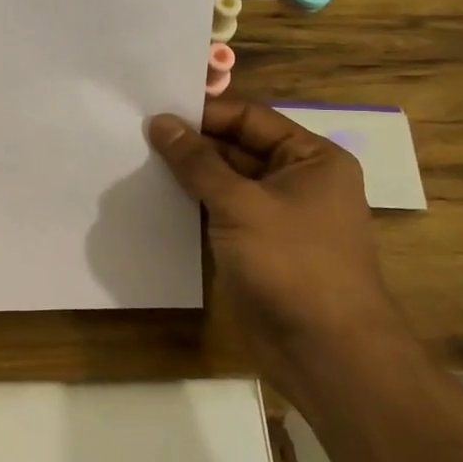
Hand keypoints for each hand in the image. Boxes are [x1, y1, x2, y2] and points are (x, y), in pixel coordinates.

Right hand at [147, 98, 405, 384]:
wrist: (324, 351)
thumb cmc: (292, 263)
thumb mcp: (240, 204)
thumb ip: (197, 162)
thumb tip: (160, 121)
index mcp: (312, 158)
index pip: (250, 118)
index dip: (205, 113)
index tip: (155, 110)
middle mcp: (298, 180)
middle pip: (237, 148)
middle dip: (192, 145)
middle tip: (138, 136)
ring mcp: (277, 216)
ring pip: (225, 182)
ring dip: (188, 176)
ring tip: (137, 162)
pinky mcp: (258, 246)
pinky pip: (221, 213)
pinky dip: (193, 205)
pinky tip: (155, 199)